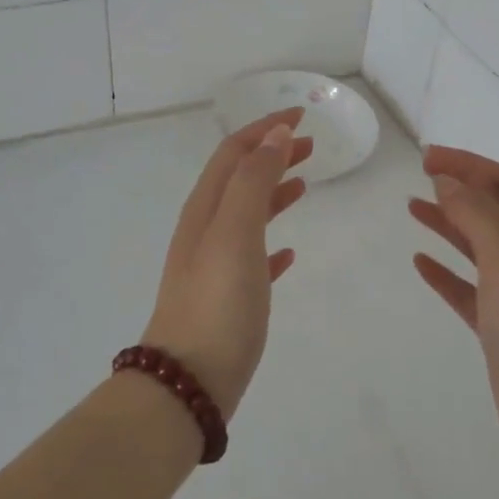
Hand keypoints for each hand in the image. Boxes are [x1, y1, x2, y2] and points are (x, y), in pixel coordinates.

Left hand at [142, 108, 311, 417]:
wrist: (187, 383)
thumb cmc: (216, 302)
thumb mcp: (236, 232)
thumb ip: (255, 181)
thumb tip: (274, 134)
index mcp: (205, 210)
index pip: (235, 153)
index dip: (265, 128)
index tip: (301, 115)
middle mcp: (206, 231)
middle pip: (240, 179)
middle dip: (272, 155)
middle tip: (311, 145)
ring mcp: (214, 266)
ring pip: (248, 215)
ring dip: (275, 192)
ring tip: (305, 184)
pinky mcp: (228, 300)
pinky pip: (253, 259)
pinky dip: (272, 245)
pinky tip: (291, 253)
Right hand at [408, 146, 498, 474]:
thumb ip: (477, 215)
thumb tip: (446, 181)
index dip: (471, 166)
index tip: (429, 158)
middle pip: (496, 212)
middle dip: (460, 190)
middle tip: (419, 175)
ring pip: (480, 249)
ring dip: (449, 226)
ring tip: (413, 208)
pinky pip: (470, 289)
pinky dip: (447, 274)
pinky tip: (420, 264)